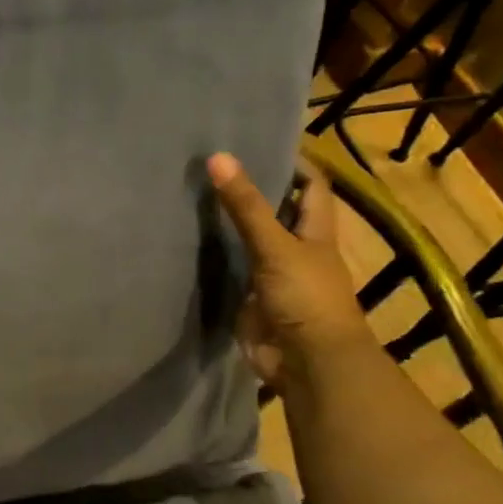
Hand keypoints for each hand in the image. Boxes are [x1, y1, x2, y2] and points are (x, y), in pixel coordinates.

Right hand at [208, 153, 371, 392]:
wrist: (306, 363)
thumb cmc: (306, 297)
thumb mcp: (275, 247)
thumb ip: (246, 206)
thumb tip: (217, 157)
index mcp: (315, 231)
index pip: (311, 185)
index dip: (293, 162)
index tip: (259, 141)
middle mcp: (296, 248)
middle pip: (276, 211)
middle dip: (252, 190)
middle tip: (213, 165)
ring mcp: (273, 275)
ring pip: (250, 240)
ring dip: (228, 223)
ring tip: (192, 194)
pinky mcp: (251, 298)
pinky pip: (231, 270)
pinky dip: (214, 257)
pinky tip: (186, 241)